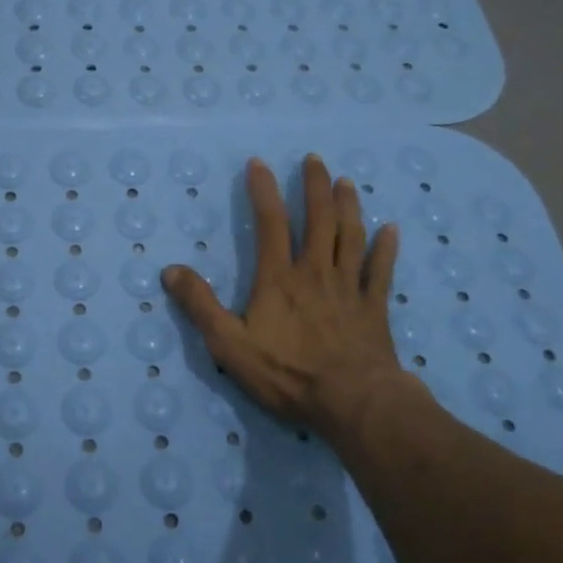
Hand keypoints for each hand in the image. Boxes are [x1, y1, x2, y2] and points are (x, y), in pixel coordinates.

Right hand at [161, 154, 427, 437]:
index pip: (270, 223)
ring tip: (346, 182)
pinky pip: (380, 271)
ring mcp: (349, 288)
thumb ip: (200, 305)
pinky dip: (386, 249)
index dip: (263, 191)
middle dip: (315, 187)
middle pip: (318, 220)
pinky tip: (391, 230)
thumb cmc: (288, 373)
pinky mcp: (374, 308)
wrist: (353, 403)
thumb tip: (171, 270)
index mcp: (279, 278)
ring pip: (350, 236)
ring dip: (349, 206)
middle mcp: (315, 272)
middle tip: (315, 159)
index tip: (259, 163)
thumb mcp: (230, 344)